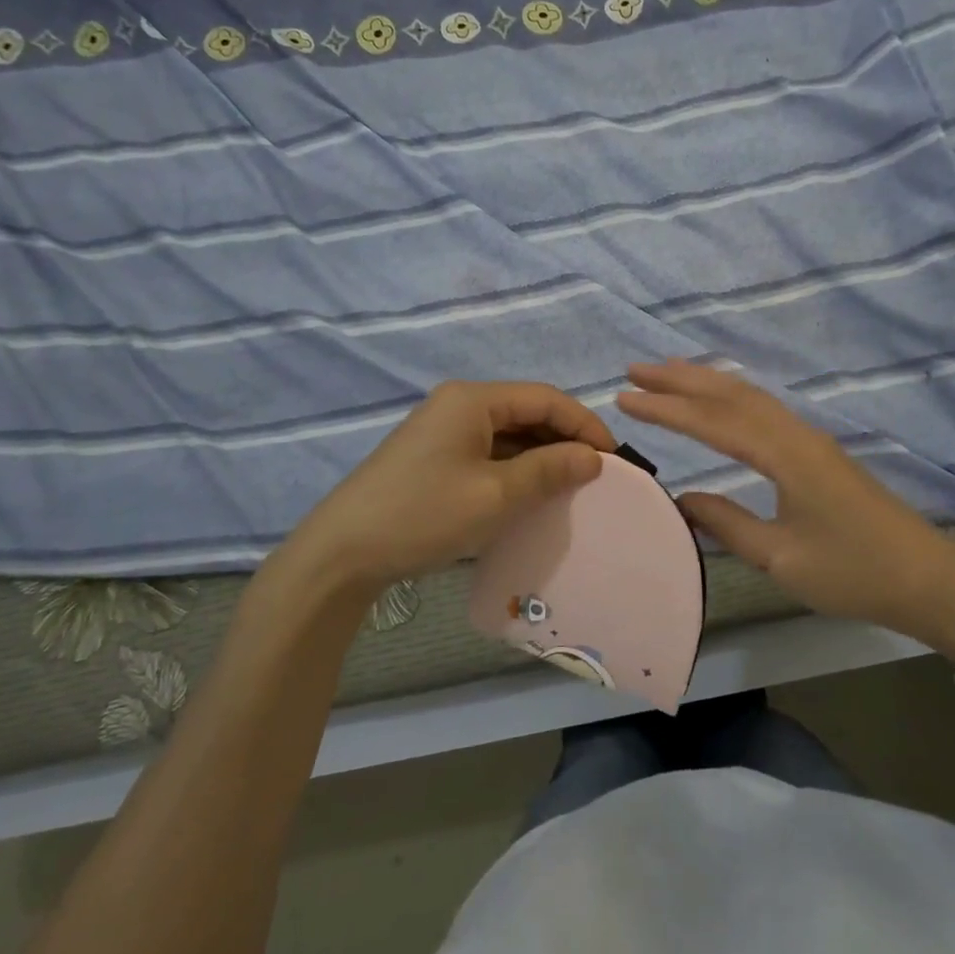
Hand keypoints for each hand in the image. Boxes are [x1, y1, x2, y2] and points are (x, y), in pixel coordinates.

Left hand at [283, 381, 616, 598]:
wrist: (341, 554)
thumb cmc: (424, 515)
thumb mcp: (495, 496)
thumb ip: (549, 470)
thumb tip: (593, 457)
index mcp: (473, 399)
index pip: (545, 398)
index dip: (584, 424)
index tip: (613, 458)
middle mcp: (458, 404)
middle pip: (527, 411)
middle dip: (564, 439)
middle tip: (595, 475)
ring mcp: (442, 430)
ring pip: (508, 433)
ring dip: (540, 456)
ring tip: (569, 487)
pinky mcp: (432, 456)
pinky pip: (487, 452)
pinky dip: (514, 468)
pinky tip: (529, 494)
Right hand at [618, 360, 954, 652]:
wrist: (927, 578)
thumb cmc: (854, 573)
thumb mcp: (782, 558)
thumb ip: (728, 524)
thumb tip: (683, 499)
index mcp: (787, 456)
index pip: (715, 422)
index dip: (668, 408)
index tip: (626, 397)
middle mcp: (797, 434)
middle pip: (732, 394)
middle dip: (681, 379)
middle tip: (635, 369)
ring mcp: (810, 438)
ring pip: (750, 396)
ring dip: (706, 381)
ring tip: (665, 373)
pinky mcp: (817, 450)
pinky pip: (764, 409)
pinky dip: (730, 396)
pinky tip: (718, 400)